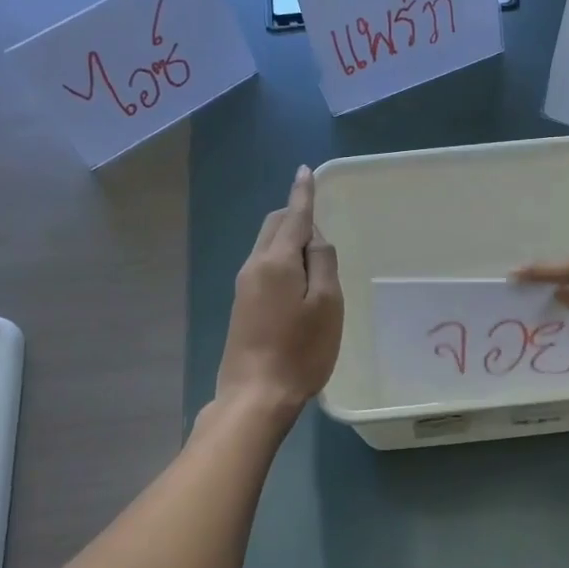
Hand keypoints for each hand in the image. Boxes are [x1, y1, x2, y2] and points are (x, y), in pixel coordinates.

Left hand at [215, 166, 342, 420]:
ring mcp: (244, 287)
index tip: (305, 171)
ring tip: (315, 255)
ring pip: (267, 246)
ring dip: (289, 239)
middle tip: (321, 224)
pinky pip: (264, 266)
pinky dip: (282, 259)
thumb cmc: (300, 351)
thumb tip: (314, 238)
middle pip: (274, 226)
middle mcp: (254, 266)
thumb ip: (323, 263)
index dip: (303, 193)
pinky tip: (298, 279)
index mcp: (276, 261)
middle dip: (295, 215)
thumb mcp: (327, 304)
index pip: (293, 216)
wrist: (255, 396)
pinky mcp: (242, 306)